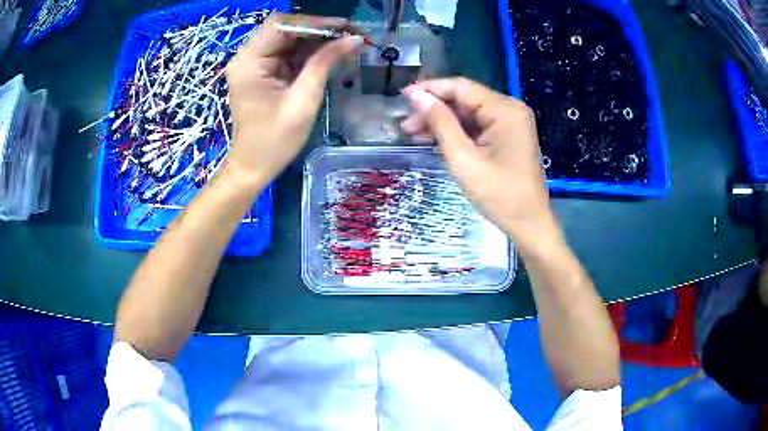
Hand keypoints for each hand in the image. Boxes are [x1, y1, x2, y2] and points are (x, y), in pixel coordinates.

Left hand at [224, 13, 362, 187]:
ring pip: (291, 40)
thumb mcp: (303, 99)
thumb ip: (325, 63)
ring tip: (348, 43)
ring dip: (319, 40)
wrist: (254, 167)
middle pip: (287, 30)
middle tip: (352, 35)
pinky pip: (289, 54)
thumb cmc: (275, 140)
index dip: (315, 22)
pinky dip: (311, 53)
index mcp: (249, 61)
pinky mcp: (264, 73)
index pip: (282, 25)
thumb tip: (354, 39)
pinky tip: (332, 54)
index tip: (345, 28)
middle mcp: (248, 57)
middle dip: (320, 30)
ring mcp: (256, 65)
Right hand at [401, 78, 560, 252]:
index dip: (430, 89)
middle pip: (465, 99)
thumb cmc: (498, 195)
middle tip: (405, 124)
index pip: (461, 88)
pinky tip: (436, 139)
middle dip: (434, 109)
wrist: (528, 224)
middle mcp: (511, 109)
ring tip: (412, 133)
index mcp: (505, 110)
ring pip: (469, 113)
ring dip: (443, 121)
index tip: (402, 96)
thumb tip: (417, 96)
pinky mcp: (509, 135)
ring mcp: (512, 122)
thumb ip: (440, 123)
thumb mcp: (463, 158)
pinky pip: (479, 126)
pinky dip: (458, 131)